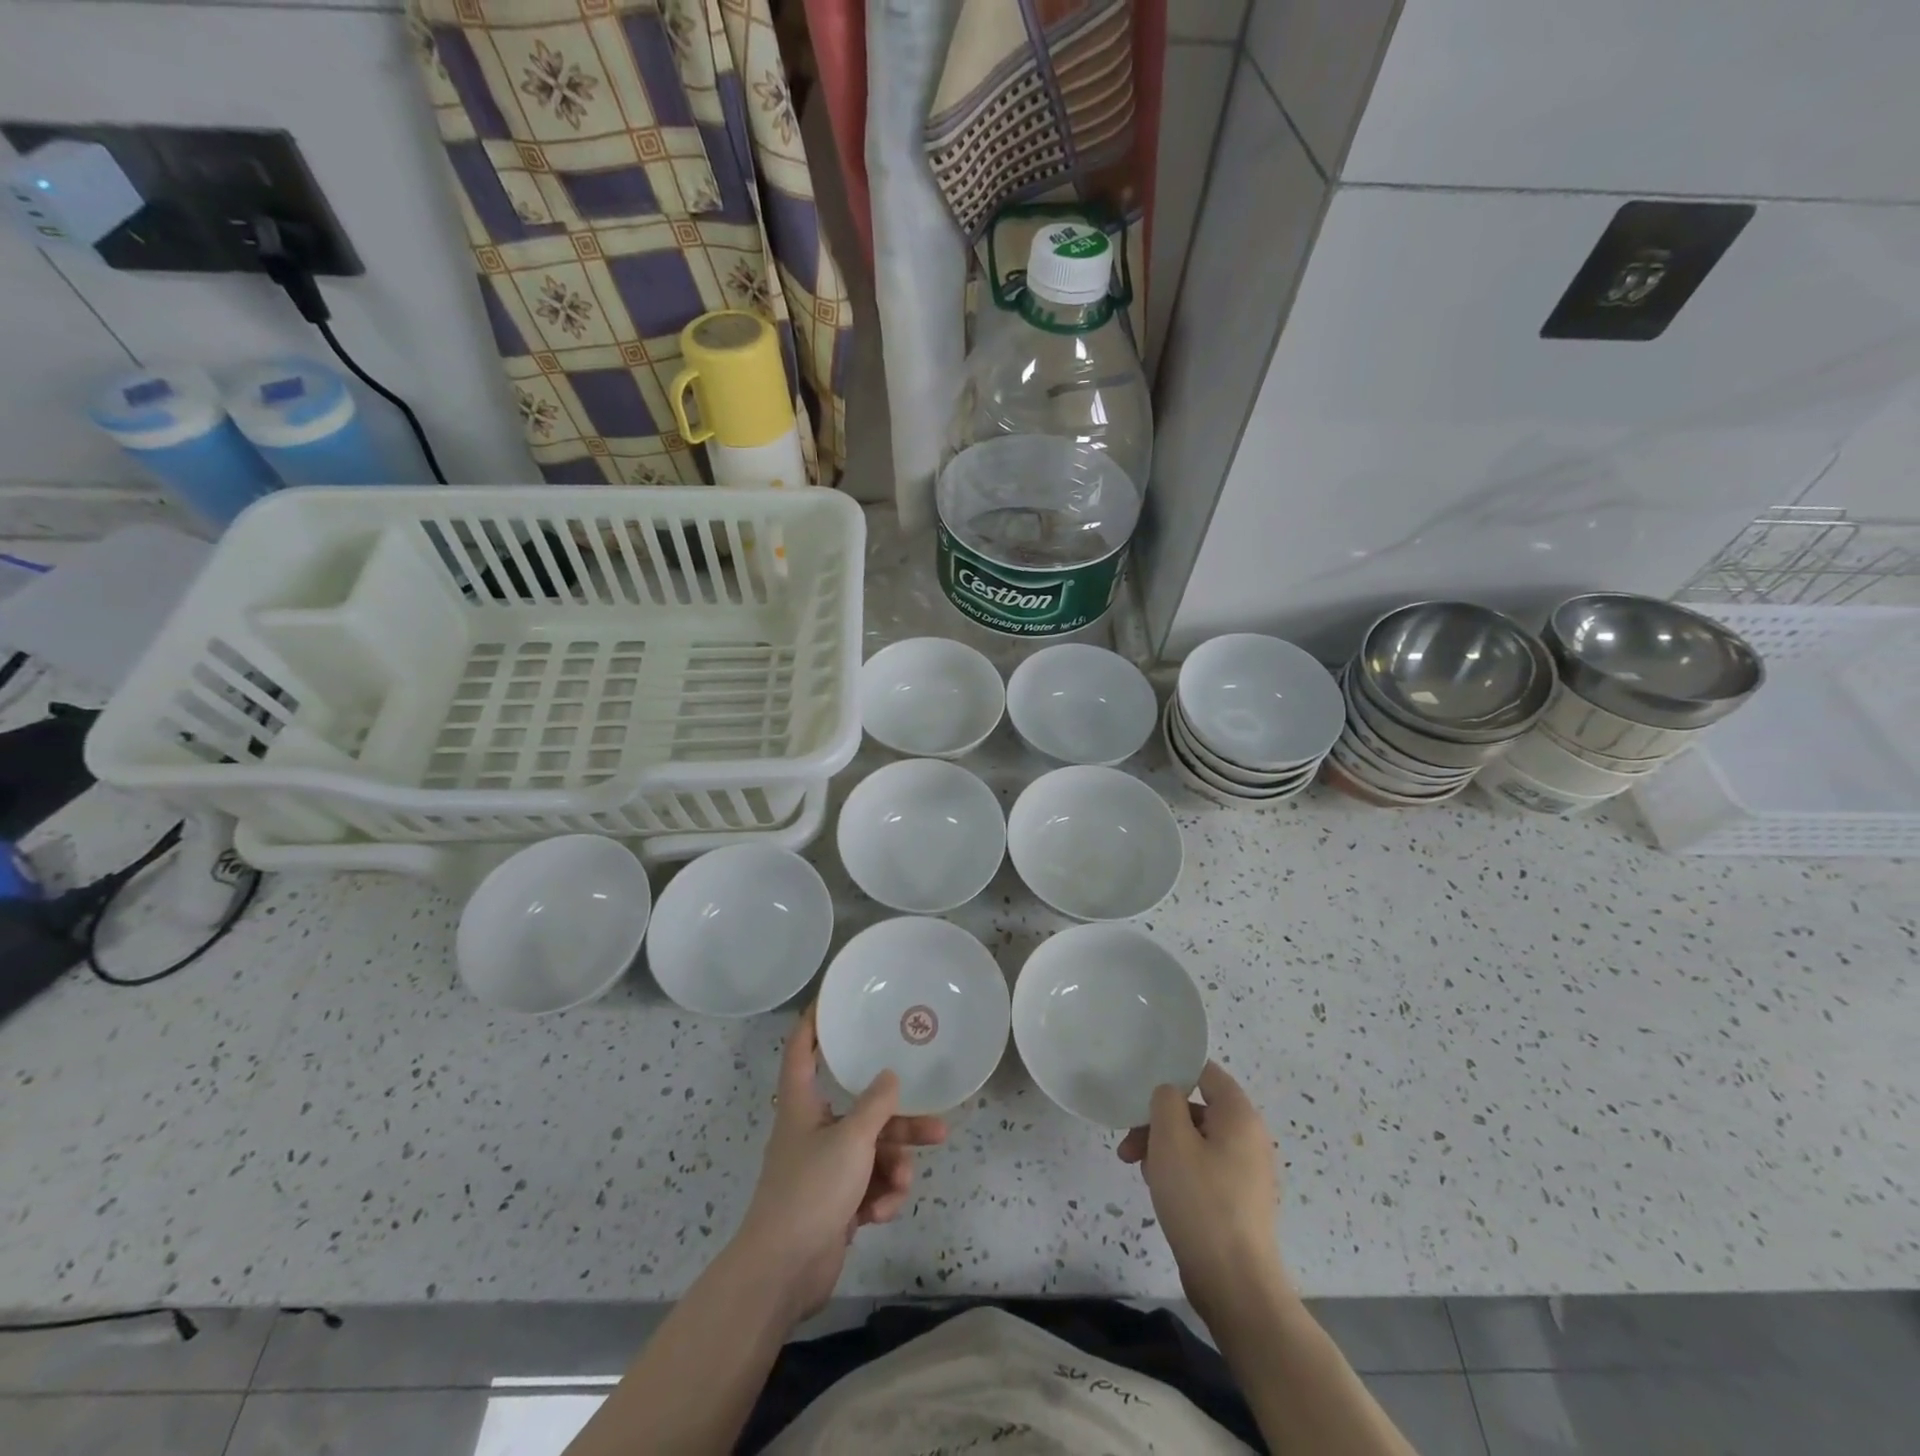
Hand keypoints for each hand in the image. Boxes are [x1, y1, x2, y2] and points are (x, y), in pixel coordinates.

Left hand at [734, 1005, 946, 1322]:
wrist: (783, 1272)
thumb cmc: (811, 1190)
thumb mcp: (851, 1139)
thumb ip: (876, 1105)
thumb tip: (890, 1077)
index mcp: (802, 1105)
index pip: (802, 1050)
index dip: (814, 1022)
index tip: (832, 999)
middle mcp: (813, 1131)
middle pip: (862, 1112)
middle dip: (900, 1124)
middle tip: (937, 1125)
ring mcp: (825, 1169)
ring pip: (873, 1153)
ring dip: (894, 1168)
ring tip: (903, 1184)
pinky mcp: (835, 1203)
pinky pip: (869, 1186)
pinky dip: (879, 1197)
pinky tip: (879, 1214)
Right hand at [1117, 1061, 1288, 1326]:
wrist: (1235, 1285)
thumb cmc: (1201, 1202)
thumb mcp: (1171, 1140)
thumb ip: (1165, 1101)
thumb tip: (1169, 1094)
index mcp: (1239, 1116)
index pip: (1205, 1072)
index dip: (1173, 1072)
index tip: (1142, 1087)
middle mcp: (1249, 1138)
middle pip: (1196, 1109)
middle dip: (1158, 1120)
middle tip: (1129, 1142)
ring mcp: (1246, 1172)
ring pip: (1196, 1141)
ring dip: (1163, 1148)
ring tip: (1139, 1170)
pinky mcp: (1238, 1201)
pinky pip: (1204, 1169)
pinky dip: (1179, 1171)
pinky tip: (1158, 1191)